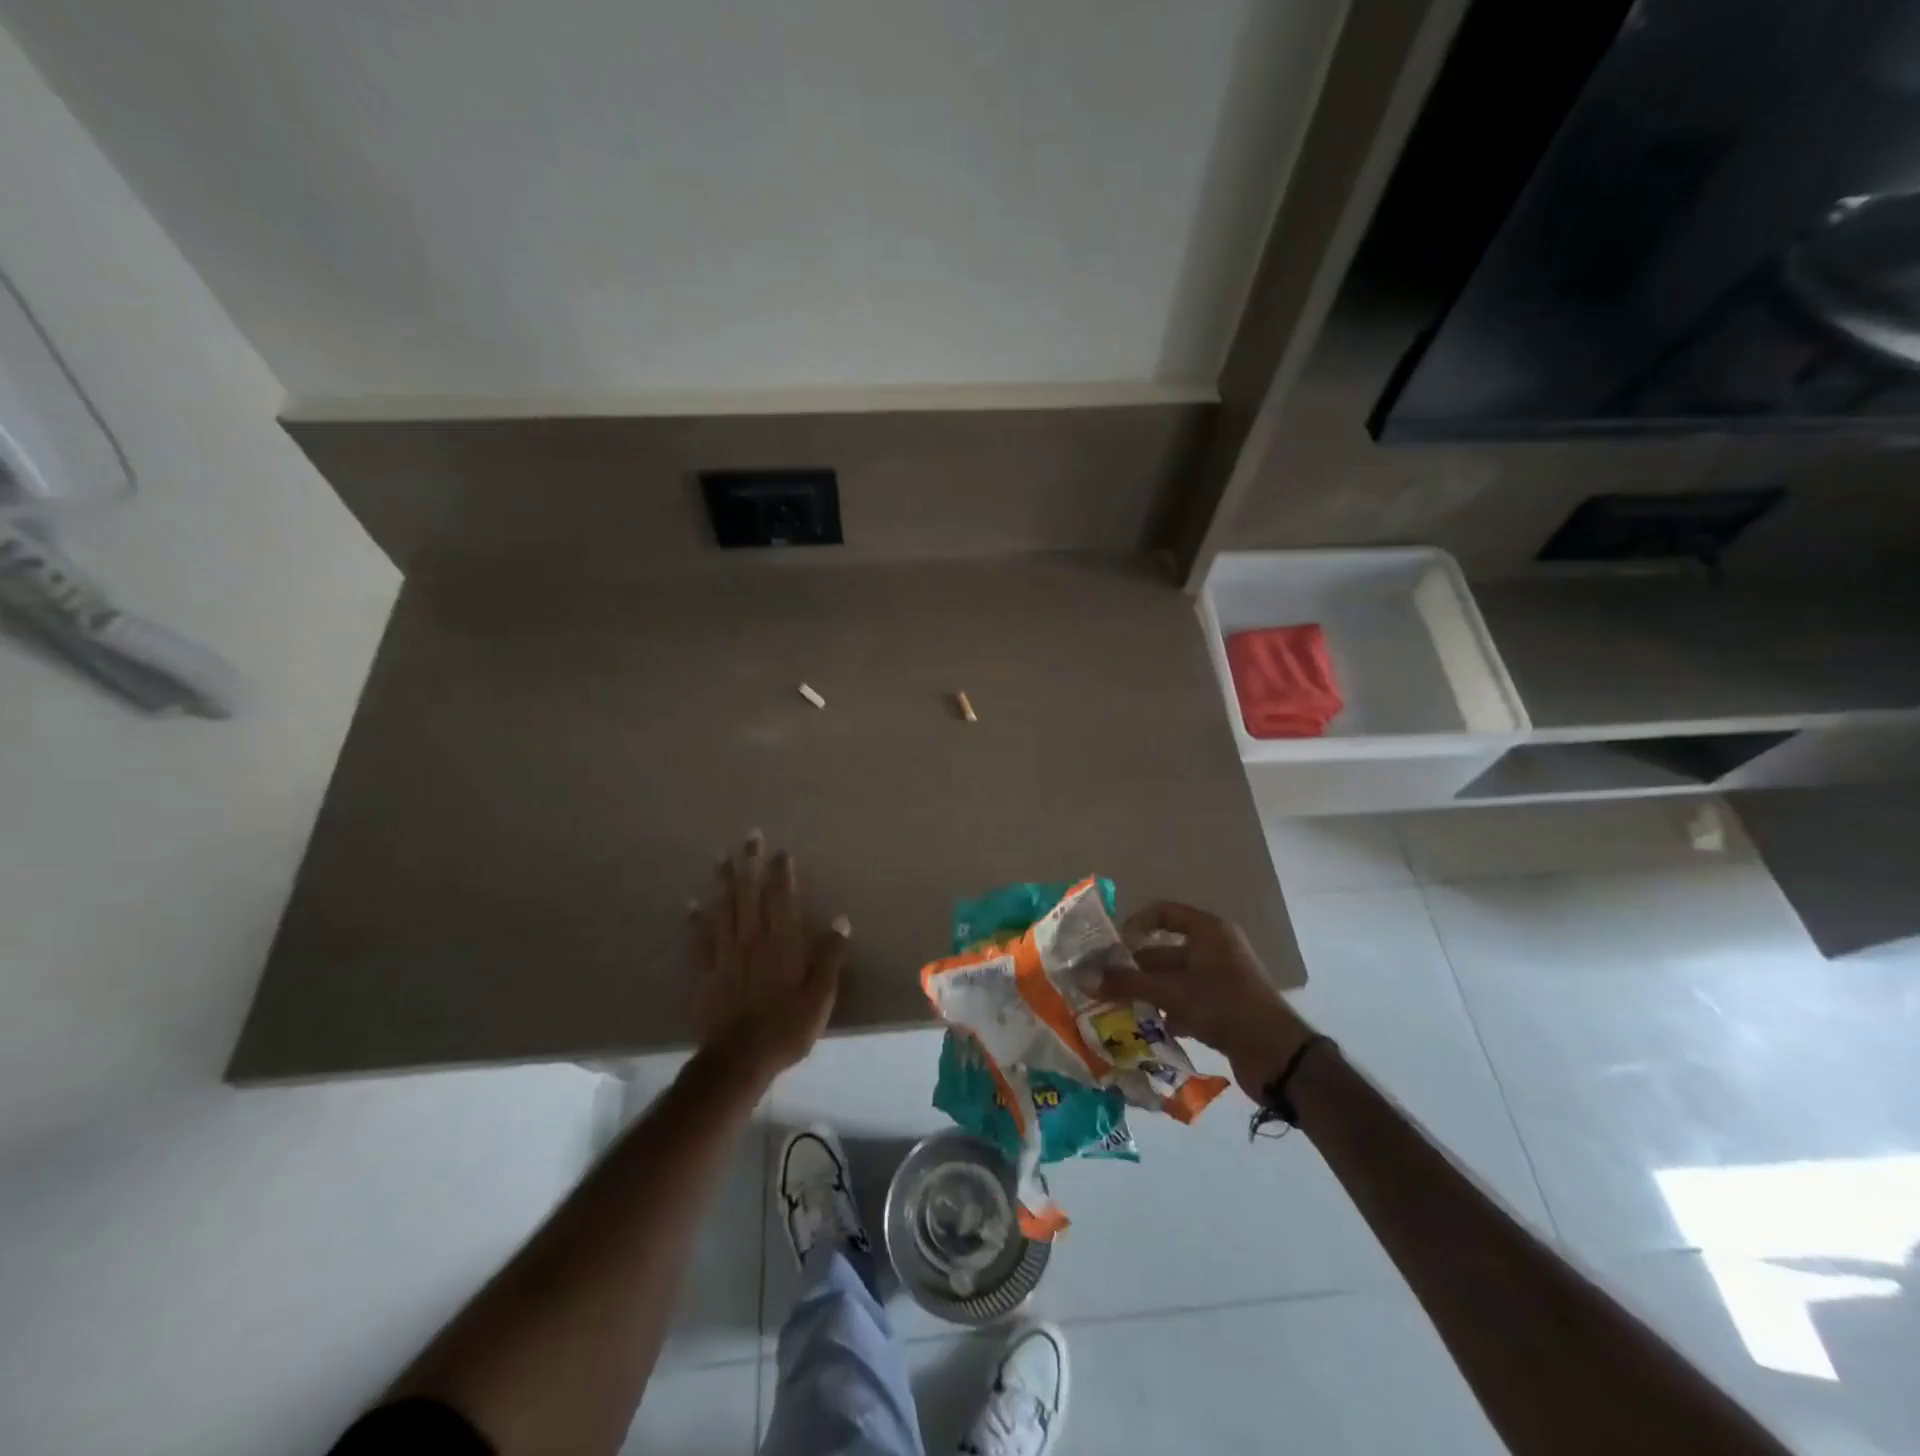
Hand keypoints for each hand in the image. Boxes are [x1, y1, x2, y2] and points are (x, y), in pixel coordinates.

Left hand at [689, 831, 849, 1081]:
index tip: (781, 851)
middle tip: (749, 837)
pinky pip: (699, 940)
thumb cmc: (787, 1028)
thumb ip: (830, 957)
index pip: (782, 899)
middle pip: (750, 895)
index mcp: (783, 944)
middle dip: (750, 864)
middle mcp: (752, 940)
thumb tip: (840, 921)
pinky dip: (695, 920)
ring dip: (723, 882)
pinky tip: (692, 904)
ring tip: (721, 858)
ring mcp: (725, 955)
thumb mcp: (821, 996)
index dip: (782, 873)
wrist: (739, 1059)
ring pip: (724, 909)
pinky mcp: (705, 973)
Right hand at [1086, 900, 1313, 1100]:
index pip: (1164, 913)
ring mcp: (1221, 980)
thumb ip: (1126, 984)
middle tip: (1103, 984)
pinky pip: (1185, 1002)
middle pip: (1164, 950)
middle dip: (1134, 968)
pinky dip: (1166, 1012)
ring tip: (1116, 1008)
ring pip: (1173, 979)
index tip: (1112, 947)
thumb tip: (1082, 977)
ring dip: (1147, 993)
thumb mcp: (1171, 992)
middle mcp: (1215, 949)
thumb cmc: (1224, 1007)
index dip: (1136, 925)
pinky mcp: (1224, 1008)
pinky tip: (1146, 1029)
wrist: (1278, 1056)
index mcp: (1208, 931)